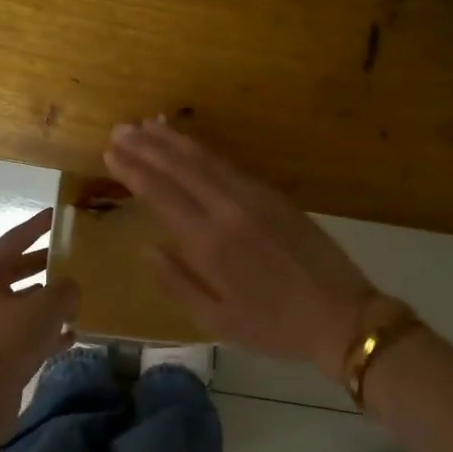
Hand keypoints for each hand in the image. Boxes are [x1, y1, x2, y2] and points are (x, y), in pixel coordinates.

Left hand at [0, 207, 78, 443]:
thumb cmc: (9, 341)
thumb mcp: (47, 308)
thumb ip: (65, 290)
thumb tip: (68, 289)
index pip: (12, 241)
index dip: (36, 227)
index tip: (55, 216)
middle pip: (12, 272)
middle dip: (41, 266)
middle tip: (67, 258)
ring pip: (16, 305)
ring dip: (43, 301)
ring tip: (72, 299)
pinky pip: (17, 333)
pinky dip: (40, 331)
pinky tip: (68, 336)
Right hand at [104, 121, 374, 379]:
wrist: (341, 315)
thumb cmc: (274, 326)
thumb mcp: (217, 321)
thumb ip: (177, 284)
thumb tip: (147, 249)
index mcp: (209, 243)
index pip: (161, 194)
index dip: (133, 170)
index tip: (110, 152)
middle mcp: (228, 210)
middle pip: (180, 168)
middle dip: (147, 147)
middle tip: (119, 130)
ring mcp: (255, 198)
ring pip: (206, 160)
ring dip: (174, 141)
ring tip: (147, 125)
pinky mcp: (275, 196)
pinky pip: (231, 165)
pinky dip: (205, 151)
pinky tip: (192, 146)